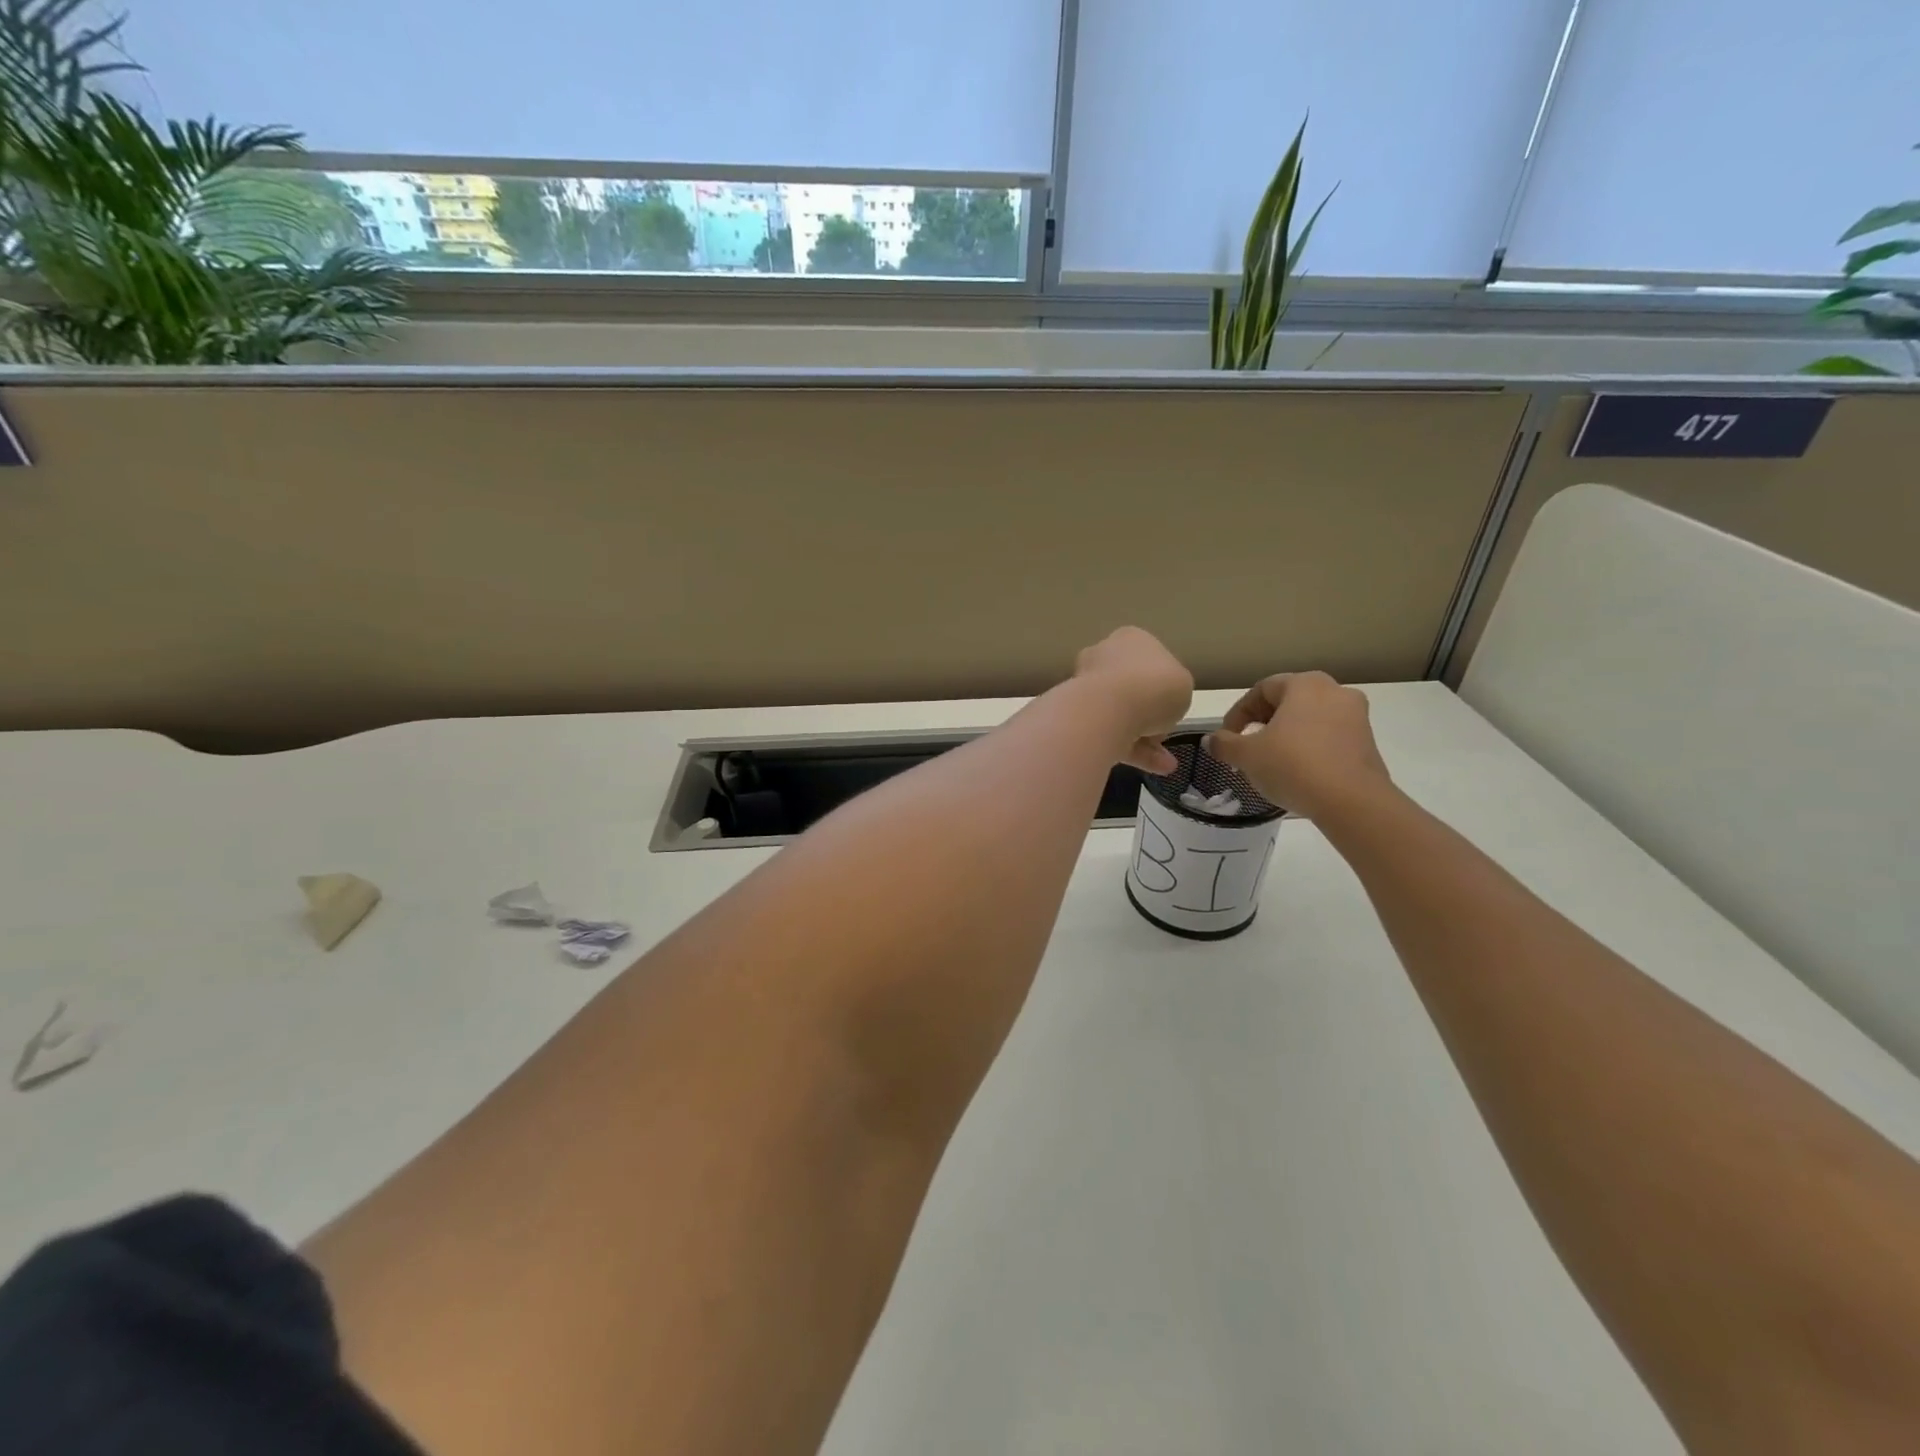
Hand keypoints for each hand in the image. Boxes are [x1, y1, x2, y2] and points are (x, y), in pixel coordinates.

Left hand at [1072, 627, 1193, 773]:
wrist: (1108, 709)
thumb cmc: (1155, 687)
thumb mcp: (1183, 683)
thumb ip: (1174, 690)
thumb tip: (1160, 706)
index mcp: (1129, 639)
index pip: (1149, 659)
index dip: (1165, 684)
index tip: (1173, 704)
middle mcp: (1103, 657)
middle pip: (1132, 688)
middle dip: (1150, 714)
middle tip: (1164, 732)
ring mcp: (1086, 688)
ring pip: (1121, 715)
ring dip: (1145, 738)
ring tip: (1165, 764)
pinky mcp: (1078, 718)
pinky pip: (1110, 734)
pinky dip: (1133, 751)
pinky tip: (1157, 768)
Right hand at [1204, 671, 1391, 820]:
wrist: (1352, 802)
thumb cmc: (1293, 766)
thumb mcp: (1247, 756)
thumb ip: (1225, 744)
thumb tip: (1211, 740)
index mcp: (1304, 684)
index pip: (1261, 689)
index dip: (1238, 713)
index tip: (1227, 738)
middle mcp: (1334, 691)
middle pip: (1288, 701)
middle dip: (1263, 723)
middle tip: (1248, 747)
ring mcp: (1357, 716)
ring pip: (1310, 719)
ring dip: (1286, 736)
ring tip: (1271, 762)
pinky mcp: (1368, 742)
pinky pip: (1329, 737)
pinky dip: (1309, 748)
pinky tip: (1298, 772)